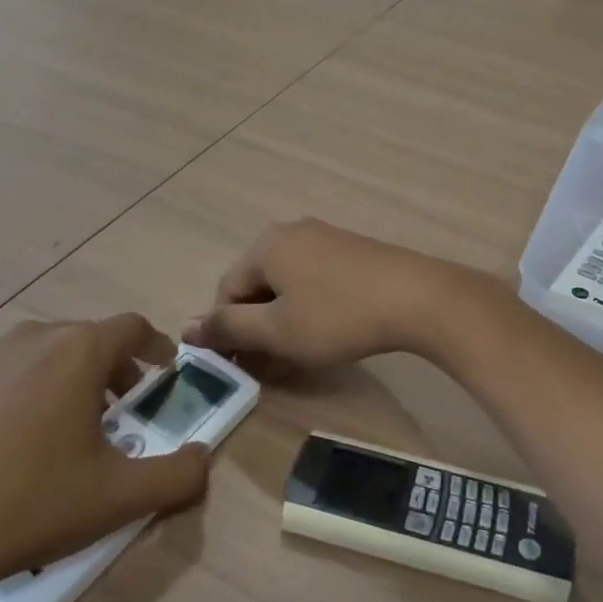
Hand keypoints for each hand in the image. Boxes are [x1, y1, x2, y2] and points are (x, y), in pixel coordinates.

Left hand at [0, 316, 209, 601]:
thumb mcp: (118, 498)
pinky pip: (2, 372)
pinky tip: (9, 442)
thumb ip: (177, 475)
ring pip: (44, 352)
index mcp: (79, 351)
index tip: (165, 372)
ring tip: (65, 427)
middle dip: (113, 369)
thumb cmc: (28, 504)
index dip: (157, 347)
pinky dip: (22, 391)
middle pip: (89, 339)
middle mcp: (34, 337)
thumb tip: (205, 458)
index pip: (134, 328)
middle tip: (118, 412)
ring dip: (67, 378)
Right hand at [182, 219, 479, 371]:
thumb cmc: (337, 315)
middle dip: (258, 329)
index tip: (244, 368)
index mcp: (265, 245)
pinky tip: (326, 336)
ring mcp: (326, 239)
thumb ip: (228, 327)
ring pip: (288, 287)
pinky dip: (311, 311)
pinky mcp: (352, 251)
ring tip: (297, 359)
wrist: (416, 297)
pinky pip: (315, 282)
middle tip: (271, 369)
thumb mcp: (277, 330)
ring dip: (284, 324)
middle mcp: (292, 233)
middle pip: (257, 287)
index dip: (228, 333)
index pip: (226, 292)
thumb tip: (186, 327)